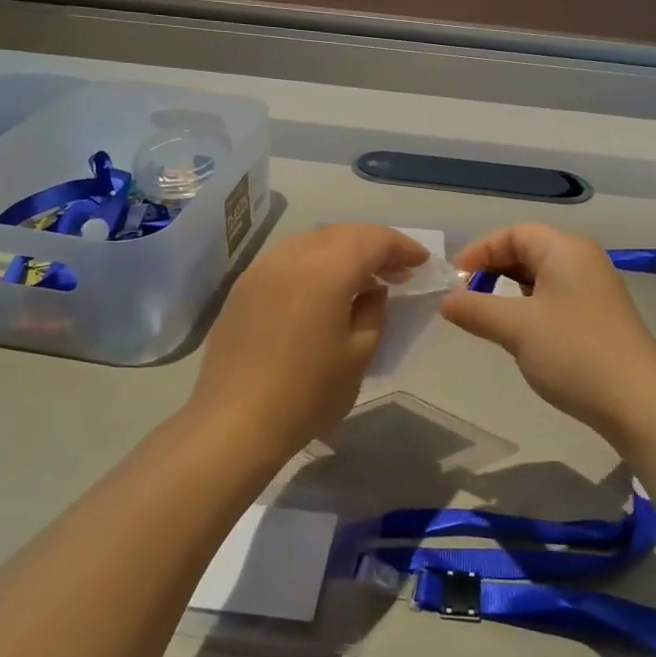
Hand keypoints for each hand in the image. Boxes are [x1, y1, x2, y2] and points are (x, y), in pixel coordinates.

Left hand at [189, 223, 429, 454]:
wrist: (234, 424)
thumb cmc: (306, 394)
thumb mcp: (358, 356)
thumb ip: (373, 312)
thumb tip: (372, 291)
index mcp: (324, 272)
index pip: (372, 239)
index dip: (401, 247)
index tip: (421, 263)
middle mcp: (290, 258)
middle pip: (341, 233)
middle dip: (374, 245)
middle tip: (397, 270)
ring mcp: (261, 270)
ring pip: (312, 241)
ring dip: (343, 250)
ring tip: (362, 278)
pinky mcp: (243, 288)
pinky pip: (288, 258)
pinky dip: (315, 262)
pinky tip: (323, 289)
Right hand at [439, 223, 655, 440]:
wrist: (639, 402)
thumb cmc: (574, 353)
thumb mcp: (516, 328)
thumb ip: (476, 309)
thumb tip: (446, 300)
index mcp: (566, 250)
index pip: (514, 233)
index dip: (480, 251)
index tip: (455, 280)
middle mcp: (583, 262)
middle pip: (528, 251)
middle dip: (493, 271)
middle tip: (466, 299)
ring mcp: (595, 291)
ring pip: (541, 279)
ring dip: (510, 293)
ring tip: (488, 318)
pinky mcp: (599, 319)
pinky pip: (555, 300)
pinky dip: (529, 310)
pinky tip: (520, 336)